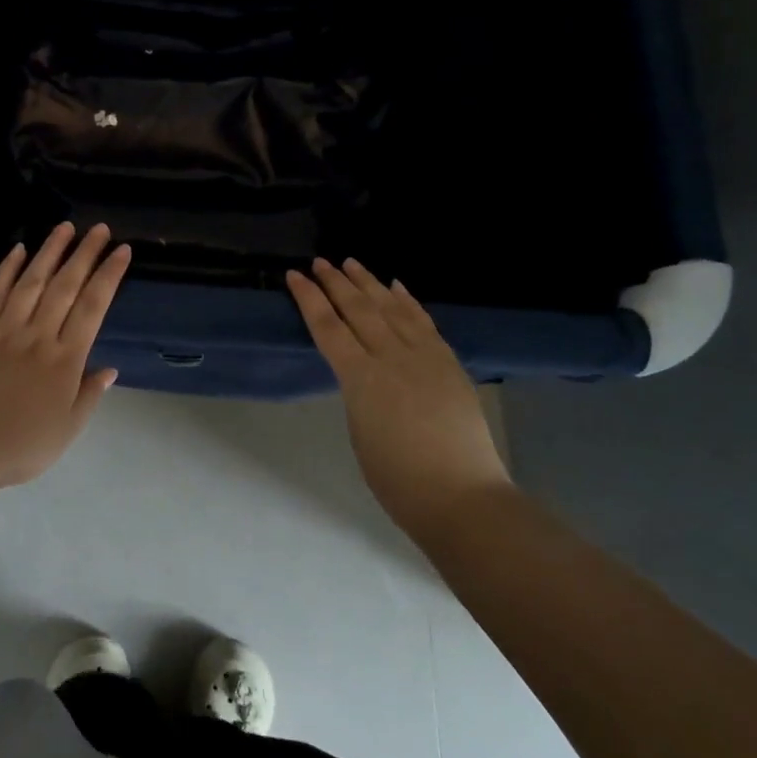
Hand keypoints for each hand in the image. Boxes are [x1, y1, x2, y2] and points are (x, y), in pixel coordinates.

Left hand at [0, 222, 130, 487]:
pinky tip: (18, 250)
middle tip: (100, 229)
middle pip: (66, 286)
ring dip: (50, 252)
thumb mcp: (67, 430)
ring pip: (31, 282)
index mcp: (66, 359)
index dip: (109, 276)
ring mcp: (5, 330)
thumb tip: (109, 369)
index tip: (122, 251)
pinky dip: (7, 270)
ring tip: (65, 227)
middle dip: (85, 254)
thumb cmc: (20, 445)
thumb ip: (89, 395)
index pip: (93, 307)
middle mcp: (39, 335)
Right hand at [287, 258, 510, 535]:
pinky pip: (423, 321)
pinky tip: (396, 286)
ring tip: (352, 263)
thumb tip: (362, 372)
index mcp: (361, 378)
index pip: (328, 327)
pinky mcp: (448, 362)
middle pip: (358, 308)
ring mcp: (424, 356)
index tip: (295, 276)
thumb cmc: (397, 478)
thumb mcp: (359, 430)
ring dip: (369, 282)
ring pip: (391, 307)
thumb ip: (358, 392)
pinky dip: (408, 300)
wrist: (461, 495)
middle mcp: (391, 356)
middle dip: (336, 282)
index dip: (309, 299)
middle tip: (321, 262)